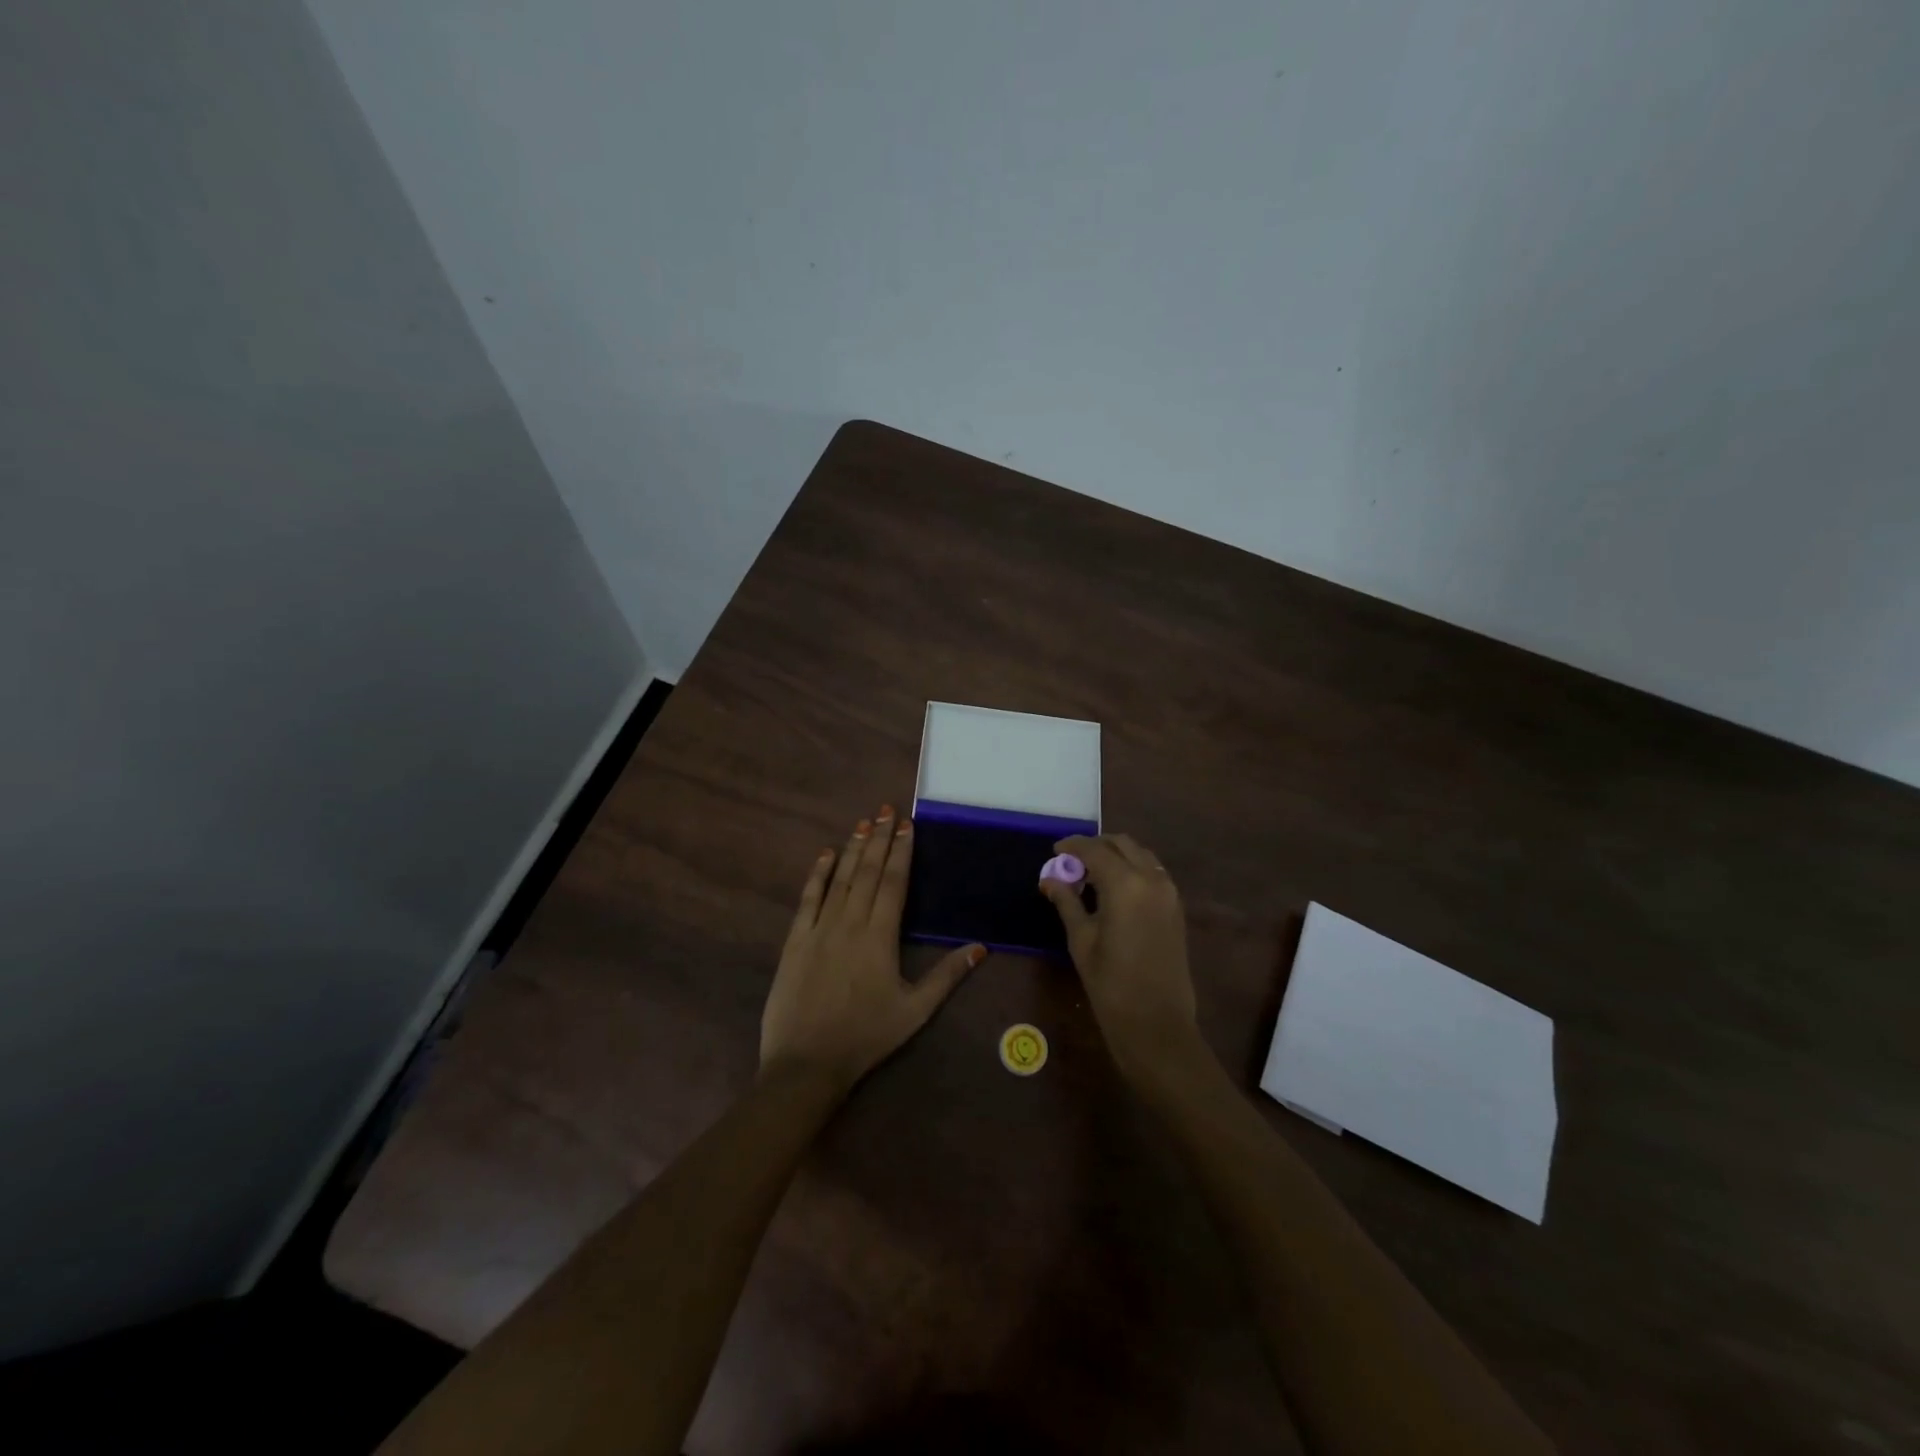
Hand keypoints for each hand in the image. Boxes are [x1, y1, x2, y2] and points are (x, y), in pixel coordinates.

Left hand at [760, 806, 984, 1088]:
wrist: (806, 1063)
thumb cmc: (866, 1037)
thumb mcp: (915, 1011)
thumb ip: (947, 976)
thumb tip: (980, 947)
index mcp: (880, 936)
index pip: (894, 882)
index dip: (901, 851)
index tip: (906, 825)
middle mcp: (850, 922)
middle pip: (868, 872)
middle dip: (879, 838)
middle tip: (887, 809)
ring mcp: (819, 928)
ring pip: (840, 879)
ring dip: (854, 849)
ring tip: (864, 822)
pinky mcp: (795, 940)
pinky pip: (808, 898)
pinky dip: (818, 874)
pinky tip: (825, 855)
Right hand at [1040, 834, 1199, 1080]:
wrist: (1157, 1023)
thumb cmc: (1110, 984)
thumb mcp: (1081, 940)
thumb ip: (1067, 901)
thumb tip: (1049, 879)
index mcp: (1125, 884)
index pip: (1095, 850)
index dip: (1072, 846)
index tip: (1055, 850)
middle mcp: (1152, 879)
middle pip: (1122, 844)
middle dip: (1096, 846)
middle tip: (1072, 861)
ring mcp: (1169, 892)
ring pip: (1140, 855)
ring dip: (1116, 855)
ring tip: (1091, 874)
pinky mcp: (1176, 907)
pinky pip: (1152, 872)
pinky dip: (1132, 869)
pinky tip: (1114, 889)